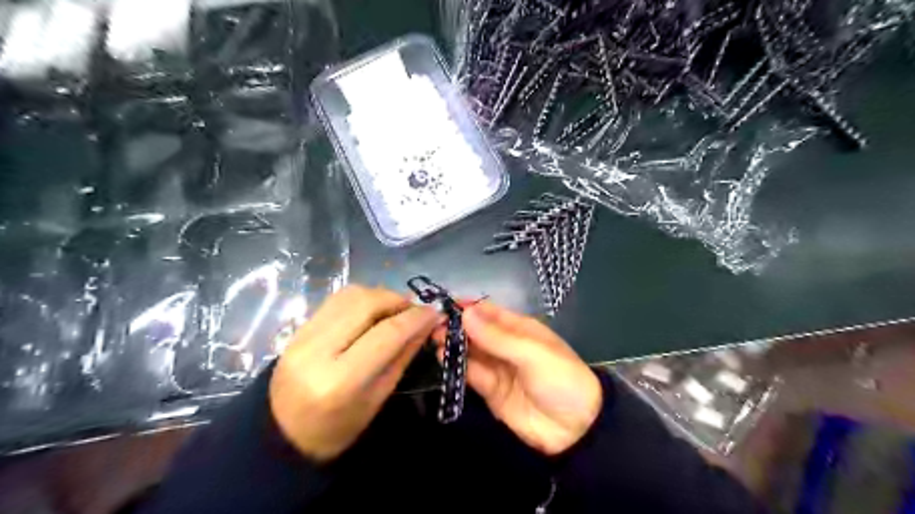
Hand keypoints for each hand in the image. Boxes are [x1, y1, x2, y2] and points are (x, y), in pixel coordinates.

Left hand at [269, 286, 441, 461]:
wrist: (282, 435)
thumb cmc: (338, 429)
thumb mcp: (379, 397)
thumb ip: (403, 355)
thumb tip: (426, 323)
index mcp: (340, 380)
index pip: (386, 334)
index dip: (415, 318)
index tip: (435, 312)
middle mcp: (317, 350)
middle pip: (366, 304)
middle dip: (398, 300)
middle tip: (415, 310)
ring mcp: (302, 336)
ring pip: (350, 295)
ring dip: (380, 296)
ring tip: (395, 309)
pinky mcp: (297, 328)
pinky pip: (336, 300)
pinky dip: (361, 299)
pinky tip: (373, 311)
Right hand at [436, 303, 600, 456]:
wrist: (576, 429)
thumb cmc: (560, 379)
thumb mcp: (532, 353)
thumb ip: (497, 337)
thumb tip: (465, 313)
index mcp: (520, 329)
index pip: (490, 312)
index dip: (468, 307)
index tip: (444, 305)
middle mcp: (506, 345)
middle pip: (476, 331)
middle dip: (456, 326)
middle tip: (433, 324)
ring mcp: (498, 368)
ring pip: (471, 351)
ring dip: (453, 344)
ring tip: (433, 338)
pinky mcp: (490, 391)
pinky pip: (471, 374)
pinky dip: (457, 365)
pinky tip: (442, 357)